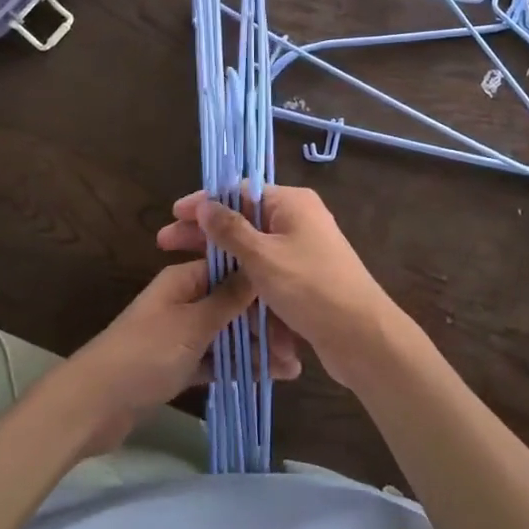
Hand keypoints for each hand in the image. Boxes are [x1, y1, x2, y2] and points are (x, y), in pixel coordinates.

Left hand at [61, 259, 301, 456]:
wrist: (93, 405)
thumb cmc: (145, 354)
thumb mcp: (193, 323)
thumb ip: (228, 298)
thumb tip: (259, 267)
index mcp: (185, 279)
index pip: (232, 271)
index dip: (262, 287)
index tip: (293, 306)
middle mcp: (185, 300)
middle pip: (233, 304)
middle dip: (264, 324)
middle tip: (294, 349)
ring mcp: (181, 334)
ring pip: (228, 334)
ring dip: (256, 348)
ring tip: (290, 369)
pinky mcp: (177, 364)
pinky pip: (216, 359)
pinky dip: (238, 367)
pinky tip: (266, 378)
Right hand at [158, 186, 402, 384]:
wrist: (362, 336)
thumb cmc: (311, 288)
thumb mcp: (263, 257)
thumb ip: (231, 229)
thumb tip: (205, 203)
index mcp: (292, 203)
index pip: (240, 192)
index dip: (205, 203)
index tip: (173, 216)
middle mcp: (298, 220)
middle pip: (244, 219)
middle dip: (206, 232)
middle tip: (166, 244)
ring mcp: (302, 250)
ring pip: (253, 248)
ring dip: (222, 257)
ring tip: (186, 269)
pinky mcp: (304, 278)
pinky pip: (266, 271)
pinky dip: (244, 278)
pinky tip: (216, 292)